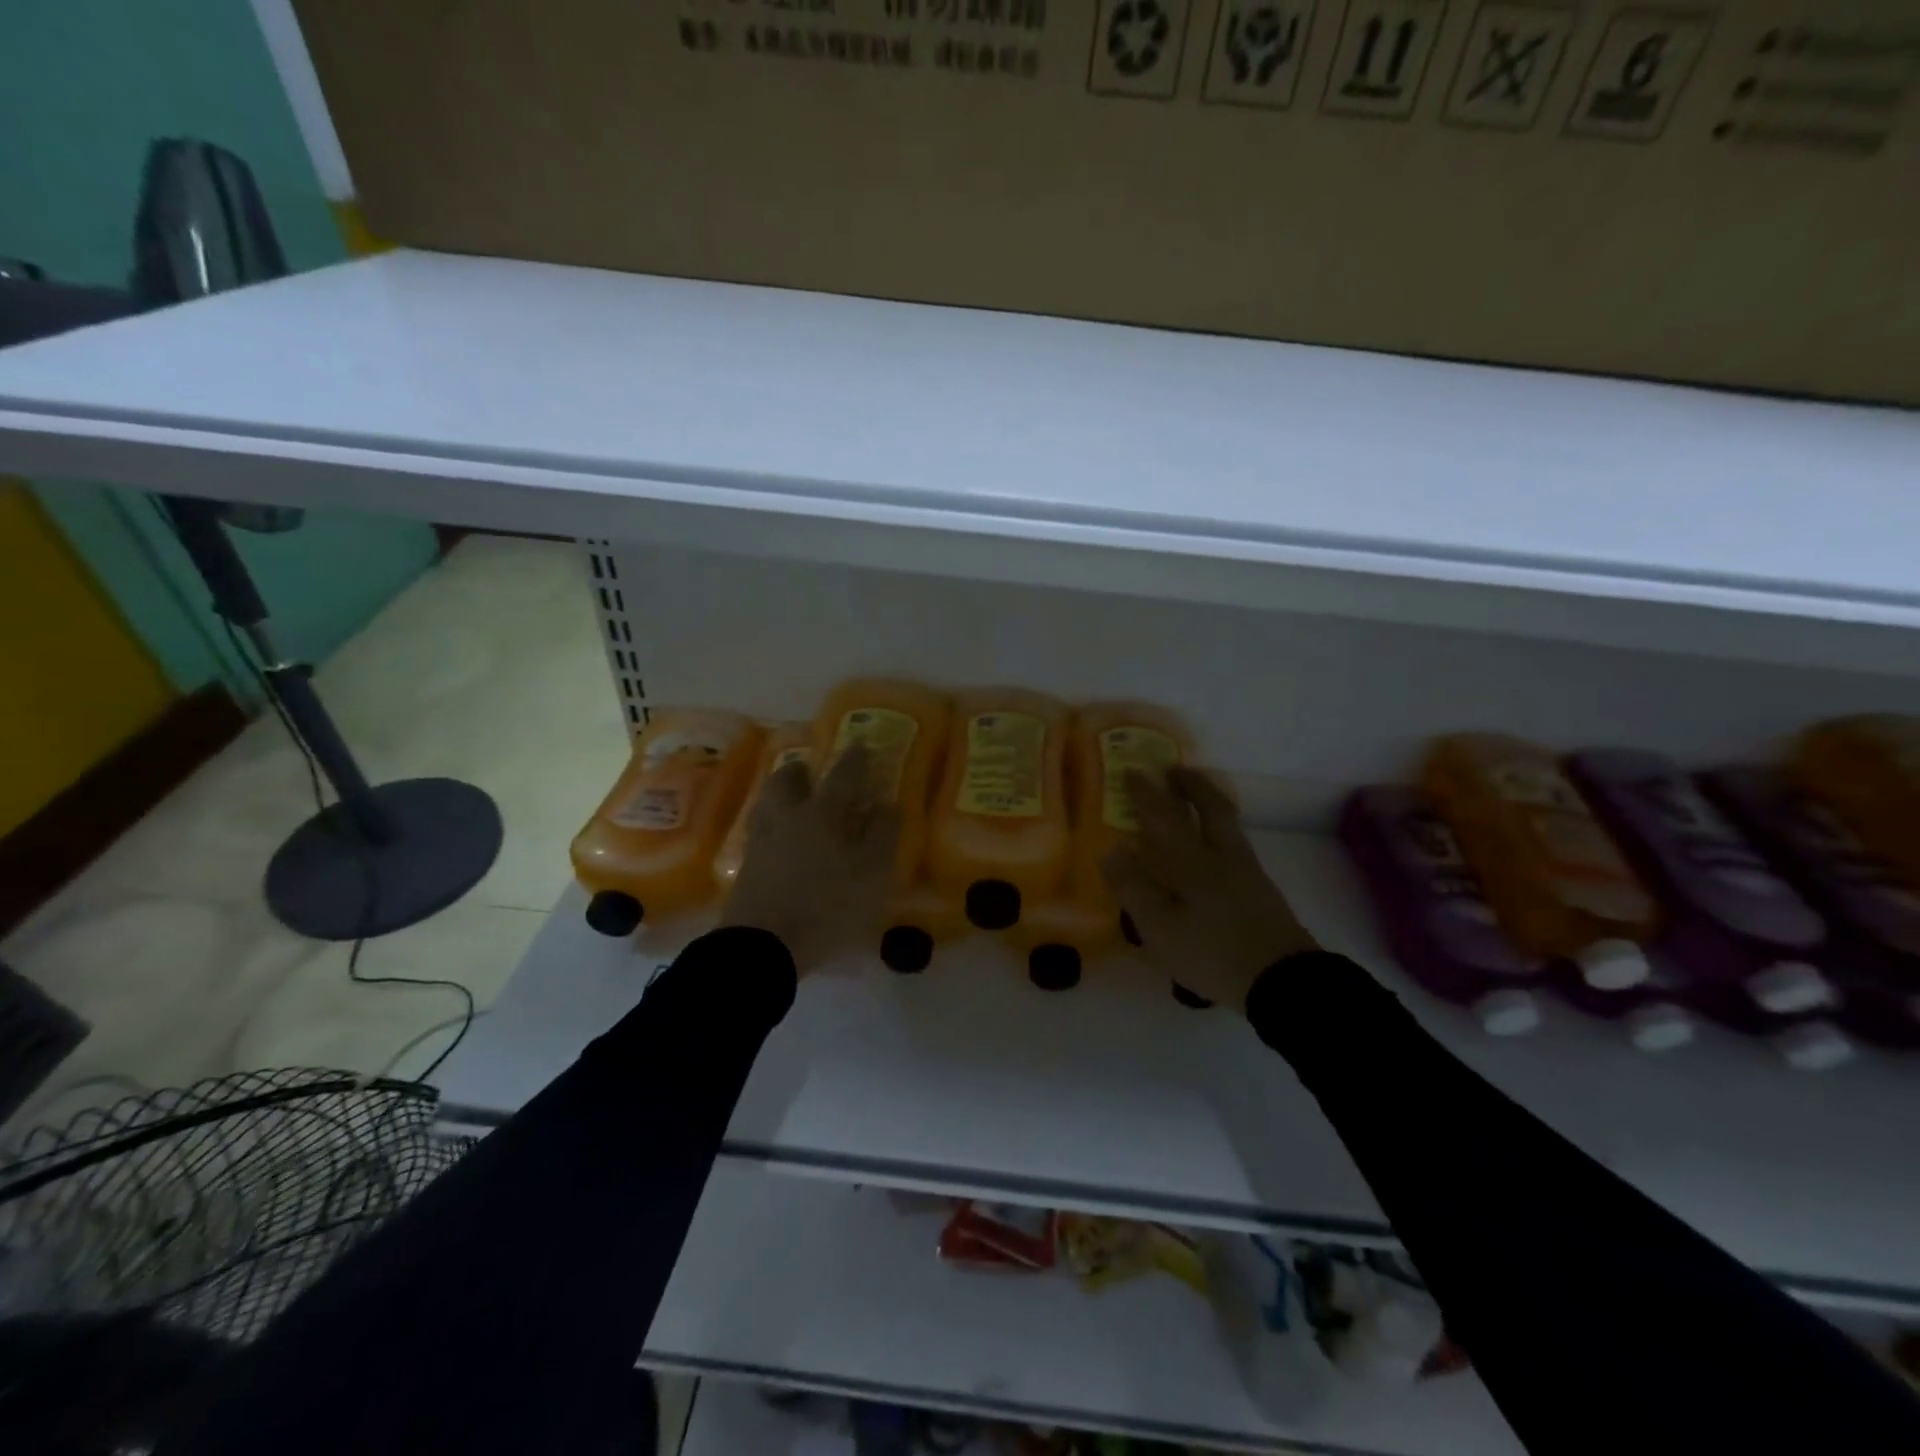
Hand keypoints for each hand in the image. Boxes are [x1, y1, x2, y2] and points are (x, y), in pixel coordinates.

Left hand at [720, 744, 900, 974]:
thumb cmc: (826, 906)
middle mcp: (787, 817)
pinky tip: (782, 839)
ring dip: (781, 794)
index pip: (842, 776)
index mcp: (821, 814)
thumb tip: (889, 804)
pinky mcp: (746, 866)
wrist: (762, 945)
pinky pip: (760, 830)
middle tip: (813, 771)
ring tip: (795, 802)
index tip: (861, 745)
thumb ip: (883, 835)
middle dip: (802, 770)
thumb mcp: (871, 874)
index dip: (855, 759)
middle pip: (786, 780)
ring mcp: (761, 841)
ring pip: (768, 803)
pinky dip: (773, 824)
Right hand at [1099, 768, 1317, 1013]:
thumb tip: (1110, 850)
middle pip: (1212, 807)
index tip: (1132, 771)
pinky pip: (1236, 844)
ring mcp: (1248, 872)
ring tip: (1195, 801)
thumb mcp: (1159, 928)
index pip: (1165, 816)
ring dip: (1210, 803)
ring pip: (1229, 825)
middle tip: (1175, 771)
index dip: (1147, 793)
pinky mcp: (1262, 891)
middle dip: (1192, 785)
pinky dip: (1220, 831)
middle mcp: (1223, 856)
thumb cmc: (1212, 952)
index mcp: (1193, 862)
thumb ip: (1133, 888)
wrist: (1282, 981)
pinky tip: (1213, 848)